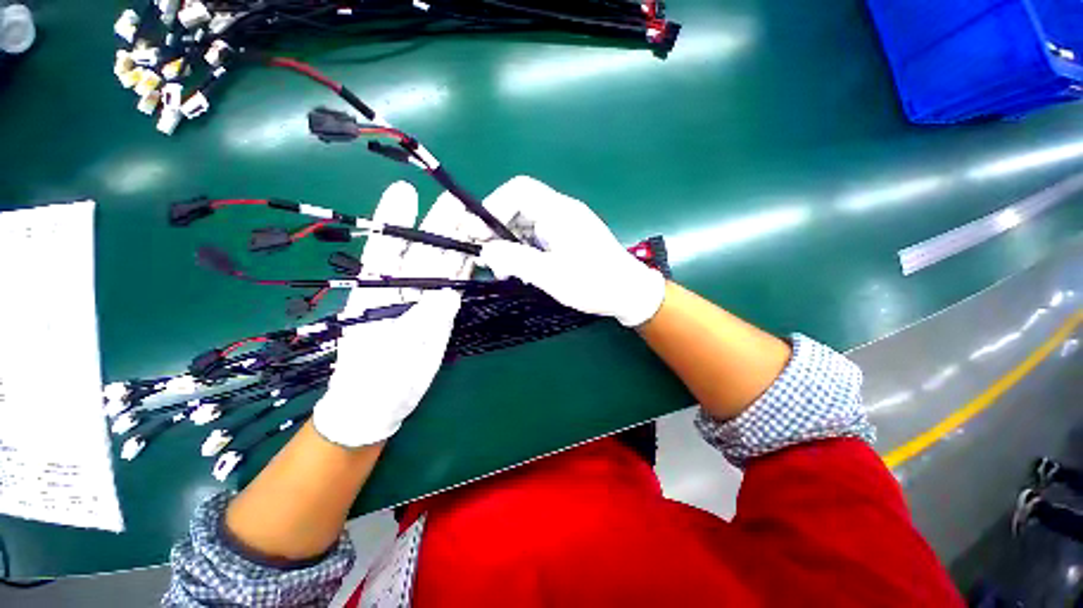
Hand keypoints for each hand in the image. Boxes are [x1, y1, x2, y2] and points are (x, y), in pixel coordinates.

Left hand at [312, 181, 474, 447]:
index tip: (405, 190)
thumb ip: (422, 323)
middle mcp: (400, 288)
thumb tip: (447, 294)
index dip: (393, 219)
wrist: (380, 404)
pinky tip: (476, 252)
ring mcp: (423, 298)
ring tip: (473, 218)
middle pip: (420, 249)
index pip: (385, 247)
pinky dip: (465, 267)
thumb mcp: (395, 355)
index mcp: (376, 291)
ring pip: (441, 263)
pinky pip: (453, 284)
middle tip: (457, 199)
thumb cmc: (377, 381)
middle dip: (438, 223)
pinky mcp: (439, 311)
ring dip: (456, 242)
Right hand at [477, 176, 665, 326]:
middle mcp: (561, 213)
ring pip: (526, 225)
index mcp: (559, 212)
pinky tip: (519, 270)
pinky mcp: (567, 240)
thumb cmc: (595, 283)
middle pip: (519, 208)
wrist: (629, 294)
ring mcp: (565, 226)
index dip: (493, 207)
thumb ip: (516, 260)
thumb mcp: (552, 275)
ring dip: (509, 244)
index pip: (519, 191)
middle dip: (498, 230)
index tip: (477, 232)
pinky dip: (522, 251)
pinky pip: (536, 238)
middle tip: (487, 256)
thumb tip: (486, 251)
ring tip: (502, 270)